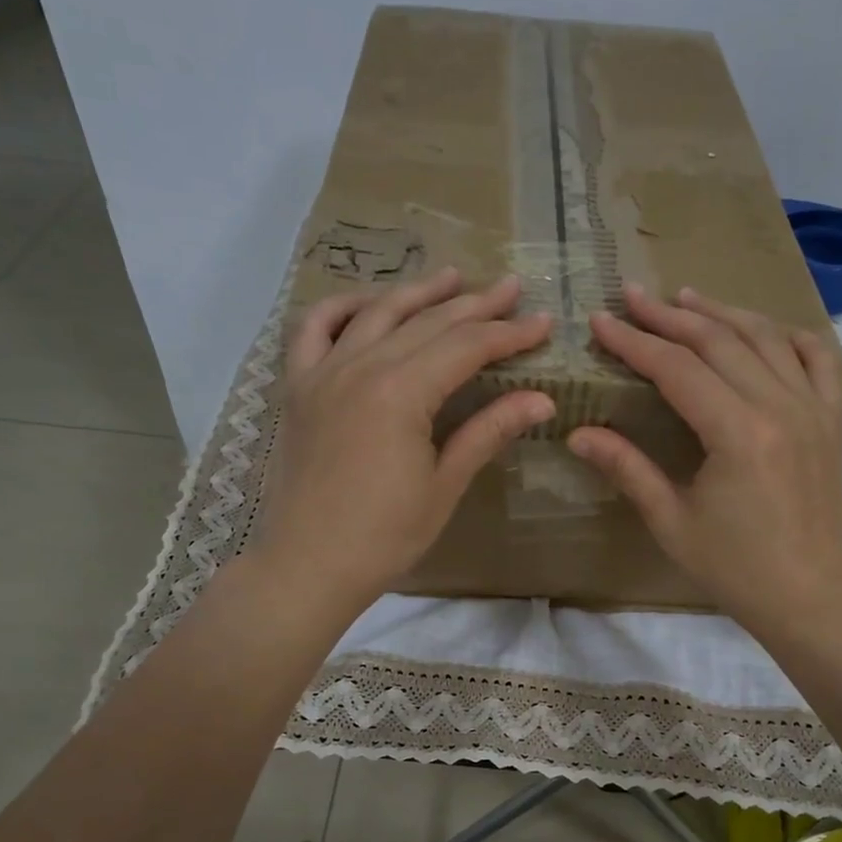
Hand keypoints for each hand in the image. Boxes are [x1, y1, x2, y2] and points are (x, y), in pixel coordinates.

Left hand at [252, 268, 553, 616]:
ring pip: (376, 313)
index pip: (466, 347)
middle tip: (512, 289)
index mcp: (401, 392)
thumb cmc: (384, 536)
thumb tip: (542, 400)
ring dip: (418, 292)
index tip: (544, 324)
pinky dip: (342, 307)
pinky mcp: (297, 387)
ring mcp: (322, 372)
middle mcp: (360, 366)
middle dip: (475, 305)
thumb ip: (488, 431)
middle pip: (427, 322)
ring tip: (453, 277)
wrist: (307, 565)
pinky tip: (368, 303)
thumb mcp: (444, 484)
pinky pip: (314, 329)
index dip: (509, 334)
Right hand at [568, 285, 841, 635]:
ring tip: (685, 297)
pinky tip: (762, 329)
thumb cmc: (734, 567)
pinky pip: (819, 358)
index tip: (602, 321)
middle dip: (670, 316)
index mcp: (739, 433)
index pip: (677, 369)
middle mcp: (781, 406)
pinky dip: (788, 335)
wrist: (807, 595)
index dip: (635, 342)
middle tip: (633, 296)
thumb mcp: (670, 521)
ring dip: (722, 313)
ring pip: (766, 338)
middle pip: (719, 341)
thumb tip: (577, 434)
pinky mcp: (832, 419)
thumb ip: (627, 468)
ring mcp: (814, 408)